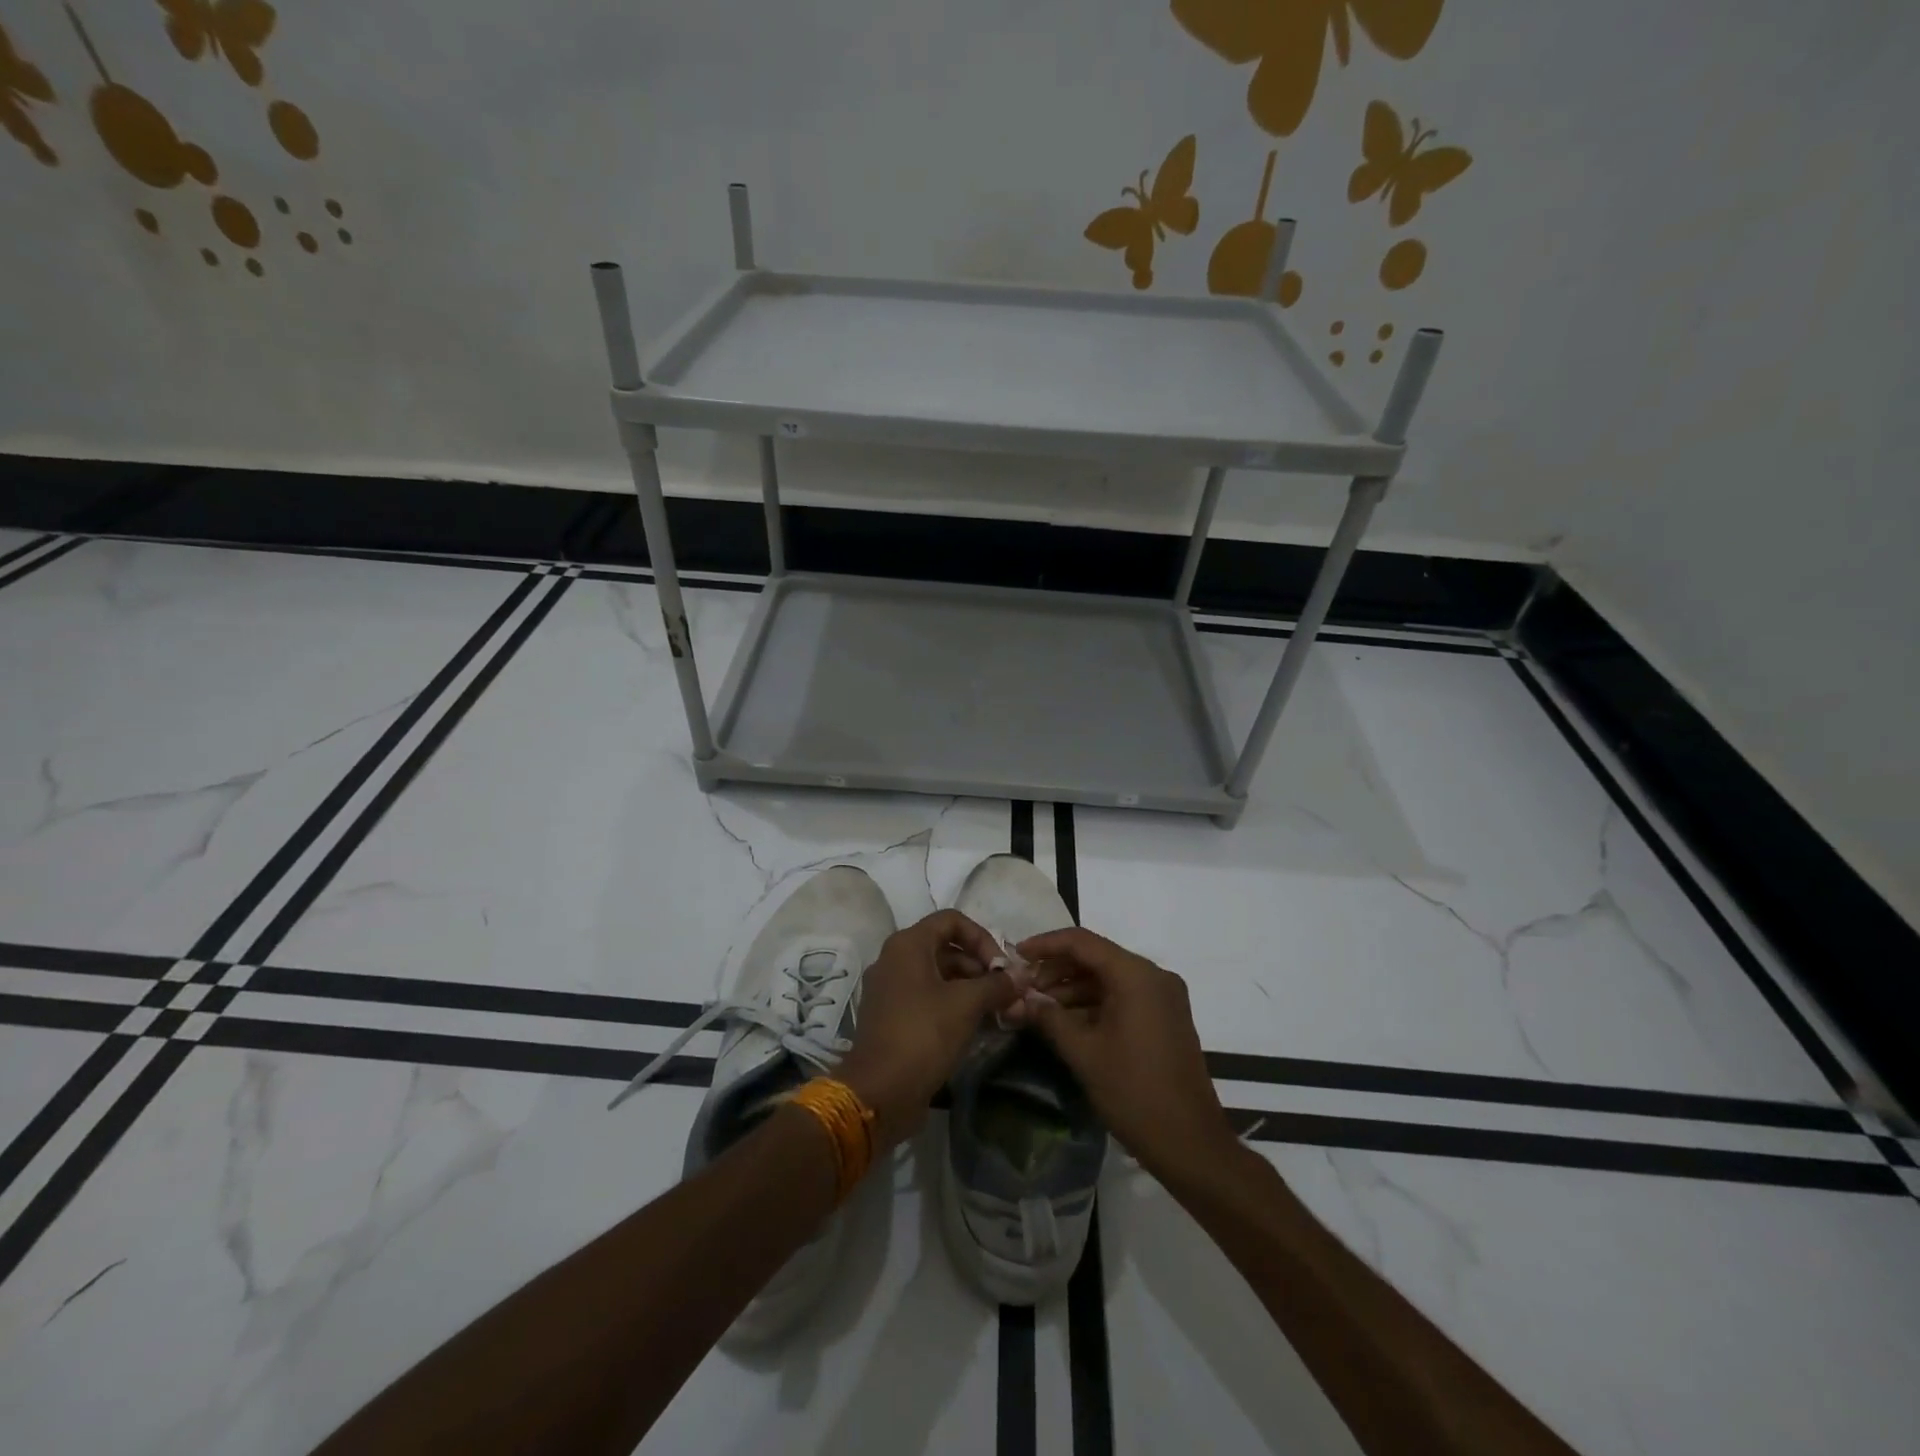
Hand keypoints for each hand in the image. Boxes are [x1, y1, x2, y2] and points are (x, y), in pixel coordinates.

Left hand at [837, 910, 1019, 1147]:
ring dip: (972, 989)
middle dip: (981, 968)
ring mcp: (891, 989)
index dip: (982, 938)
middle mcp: (895, 959)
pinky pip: (928, 999)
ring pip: (939, 976)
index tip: (1002, 968)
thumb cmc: (923, 1034)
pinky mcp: (892, 1017)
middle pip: (946, 948)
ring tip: (1000, 1013)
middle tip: (1008, 995)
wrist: (879, 1091)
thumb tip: (1021, 978)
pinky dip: (954, 1006)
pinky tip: (978, 1026)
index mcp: (908, 944)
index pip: (952, 921)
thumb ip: (997, 985)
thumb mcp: (966, 1004)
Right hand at [1013, 927, 1235, 1181]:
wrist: (1189, 1144)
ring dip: (1073, 988)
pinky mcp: (1165, 1017)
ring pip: (1108, 978)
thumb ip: (1049, 1017)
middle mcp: (1153, 976)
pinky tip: (1065, 1019)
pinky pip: (1123, 996)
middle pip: (1096, 957)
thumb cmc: (1133, 1092)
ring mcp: (1162, 997)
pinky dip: (1093, 1003)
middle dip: (1057, 969)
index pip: (1083, 942)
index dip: (1046, 944)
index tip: (1016, 954)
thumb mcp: (1083, 1052)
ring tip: (1038, 1006)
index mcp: (1136, 976)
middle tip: (1023, 987)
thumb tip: (1021, 998)